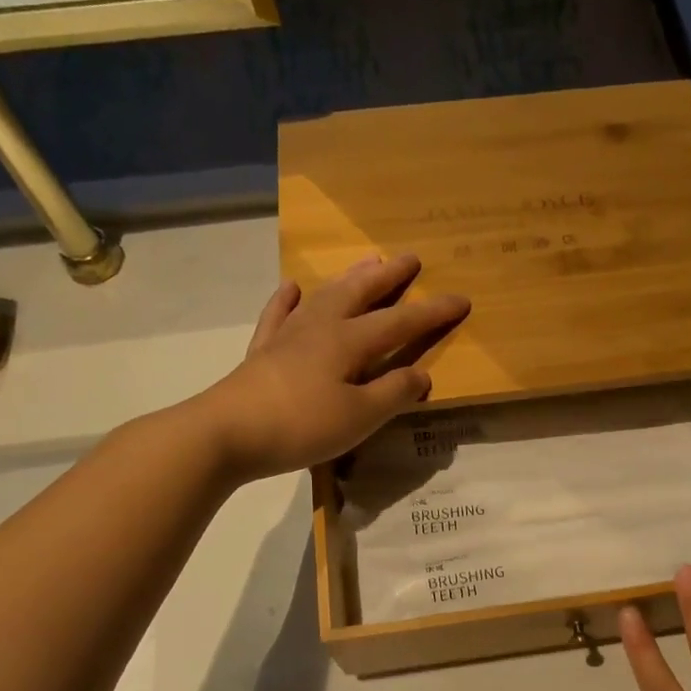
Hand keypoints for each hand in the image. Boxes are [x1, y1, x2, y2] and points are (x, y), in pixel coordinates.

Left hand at [202, 254, 468, 478]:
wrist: (227, 432)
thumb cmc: (302, 425)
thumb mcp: (360, 416)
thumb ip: (394, 393)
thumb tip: (422, 374)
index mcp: (349, 342)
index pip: (400, 322)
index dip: (432, 312)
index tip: (462, 298)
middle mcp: (320, 328)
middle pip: (360, 294)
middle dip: (389, 277)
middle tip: (410, 257)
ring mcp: (288, 336)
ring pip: (325, 297)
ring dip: (349, 279)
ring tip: (366, 262)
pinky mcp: (263, 352)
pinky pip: (279, 316)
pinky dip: (288, 300)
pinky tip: (292, 288)